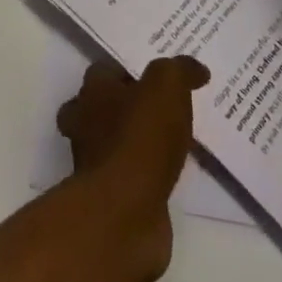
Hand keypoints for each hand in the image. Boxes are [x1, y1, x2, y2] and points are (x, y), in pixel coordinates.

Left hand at [57, 57, 209, 279]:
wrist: (126, 212)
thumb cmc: (140, 138)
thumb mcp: (167, 87)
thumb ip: (179, 71)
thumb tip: (195, 68)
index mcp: (93, 92)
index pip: (104, 71)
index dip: (128, 70)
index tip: (157, 76)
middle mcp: (85, 123)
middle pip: (100, 106)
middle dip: (124, 107)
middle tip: (161, 107)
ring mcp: (94, 163)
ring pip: (113, 142)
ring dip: (136, 141)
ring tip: (173, 140)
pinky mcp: (110, 197)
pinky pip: (129, 175)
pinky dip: (146, 173)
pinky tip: (171, 172)